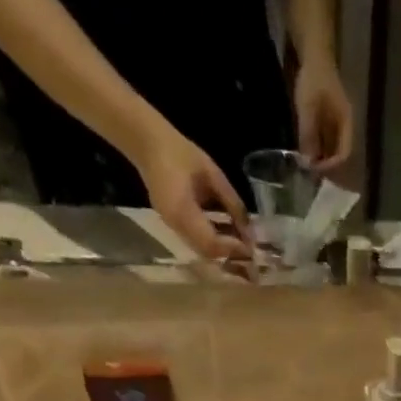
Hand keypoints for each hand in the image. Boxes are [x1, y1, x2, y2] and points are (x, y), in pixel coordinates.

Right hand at [132, 125, 254, 271]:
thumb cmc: (181, 153)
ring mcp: (172, 226)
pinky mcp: (174, 224)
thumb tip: (250, 231)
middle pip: (207, 253)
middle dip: (230, 256)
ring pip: (203, 251)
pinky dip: (215, 242)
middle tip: (251, 252)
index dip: (233, 248)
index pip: (211, 243)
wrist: (148, 144)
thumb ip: (232, 204)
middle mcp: (175, 225)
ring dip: (224, 251)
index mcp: (182, 210)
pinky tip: (229, 234)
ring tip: (243, 243)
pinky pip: (197, 241)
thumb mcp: (214, 175)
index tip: (251, 247)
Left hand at [293, 59, 354, 174]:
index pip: (344, 153)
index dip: (332, 165)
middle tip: (309, 172)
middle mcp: (344, 126)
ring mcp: (336, 122)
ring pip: (331, 147)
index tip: (316, 170)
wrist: (313, 53)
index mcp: (346, 124)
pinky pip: (324, 139)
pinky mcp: (327, 118)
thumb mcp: (308, 108)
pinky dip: (316, 147)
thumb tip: (307, 163)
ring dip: (320, 157)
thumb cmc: (313, 79)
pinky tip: (305, 150)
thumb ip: (308, 135)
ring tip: (306, 164)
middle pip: (338, 153)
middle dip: (325, 165)